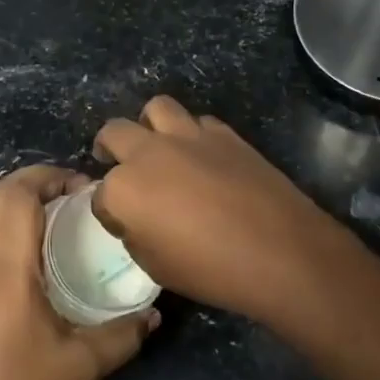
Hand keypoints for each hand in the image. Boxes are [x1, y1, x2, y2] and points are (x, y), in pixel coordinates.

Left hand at [0, 165, 156, 379]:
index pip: (16, 193)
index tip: (88, 187)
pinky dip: (19, 229)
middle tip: (81, 196)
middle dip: (38, 182)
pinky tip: (51, 259)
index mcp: (6, 266)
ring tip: (71, 221)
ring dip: (27, 205)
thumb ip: (123, 334)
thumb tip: (154, 314)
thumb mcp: (82, 365)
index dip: (50, 176)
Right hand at [92, 96, 361, 331]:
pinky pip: (198, 122)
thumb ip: (136, 234)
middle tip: (114, 162)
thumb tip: (136, 218)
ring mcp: (188, 137)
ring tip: (158, 145)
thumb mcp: (156, 266)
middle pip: (114, 133)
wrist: (280, 252)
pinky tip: (201, 156)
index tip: (119, 222)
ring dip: (150, 126)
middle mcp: (149, 153)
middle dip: (108, 148)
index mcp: (124, 189)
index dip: (107, 210)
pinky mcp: (224, 134)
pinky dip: (192, 135)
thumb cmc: (211, 270)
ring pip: (156, 108)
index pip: (99, 195)